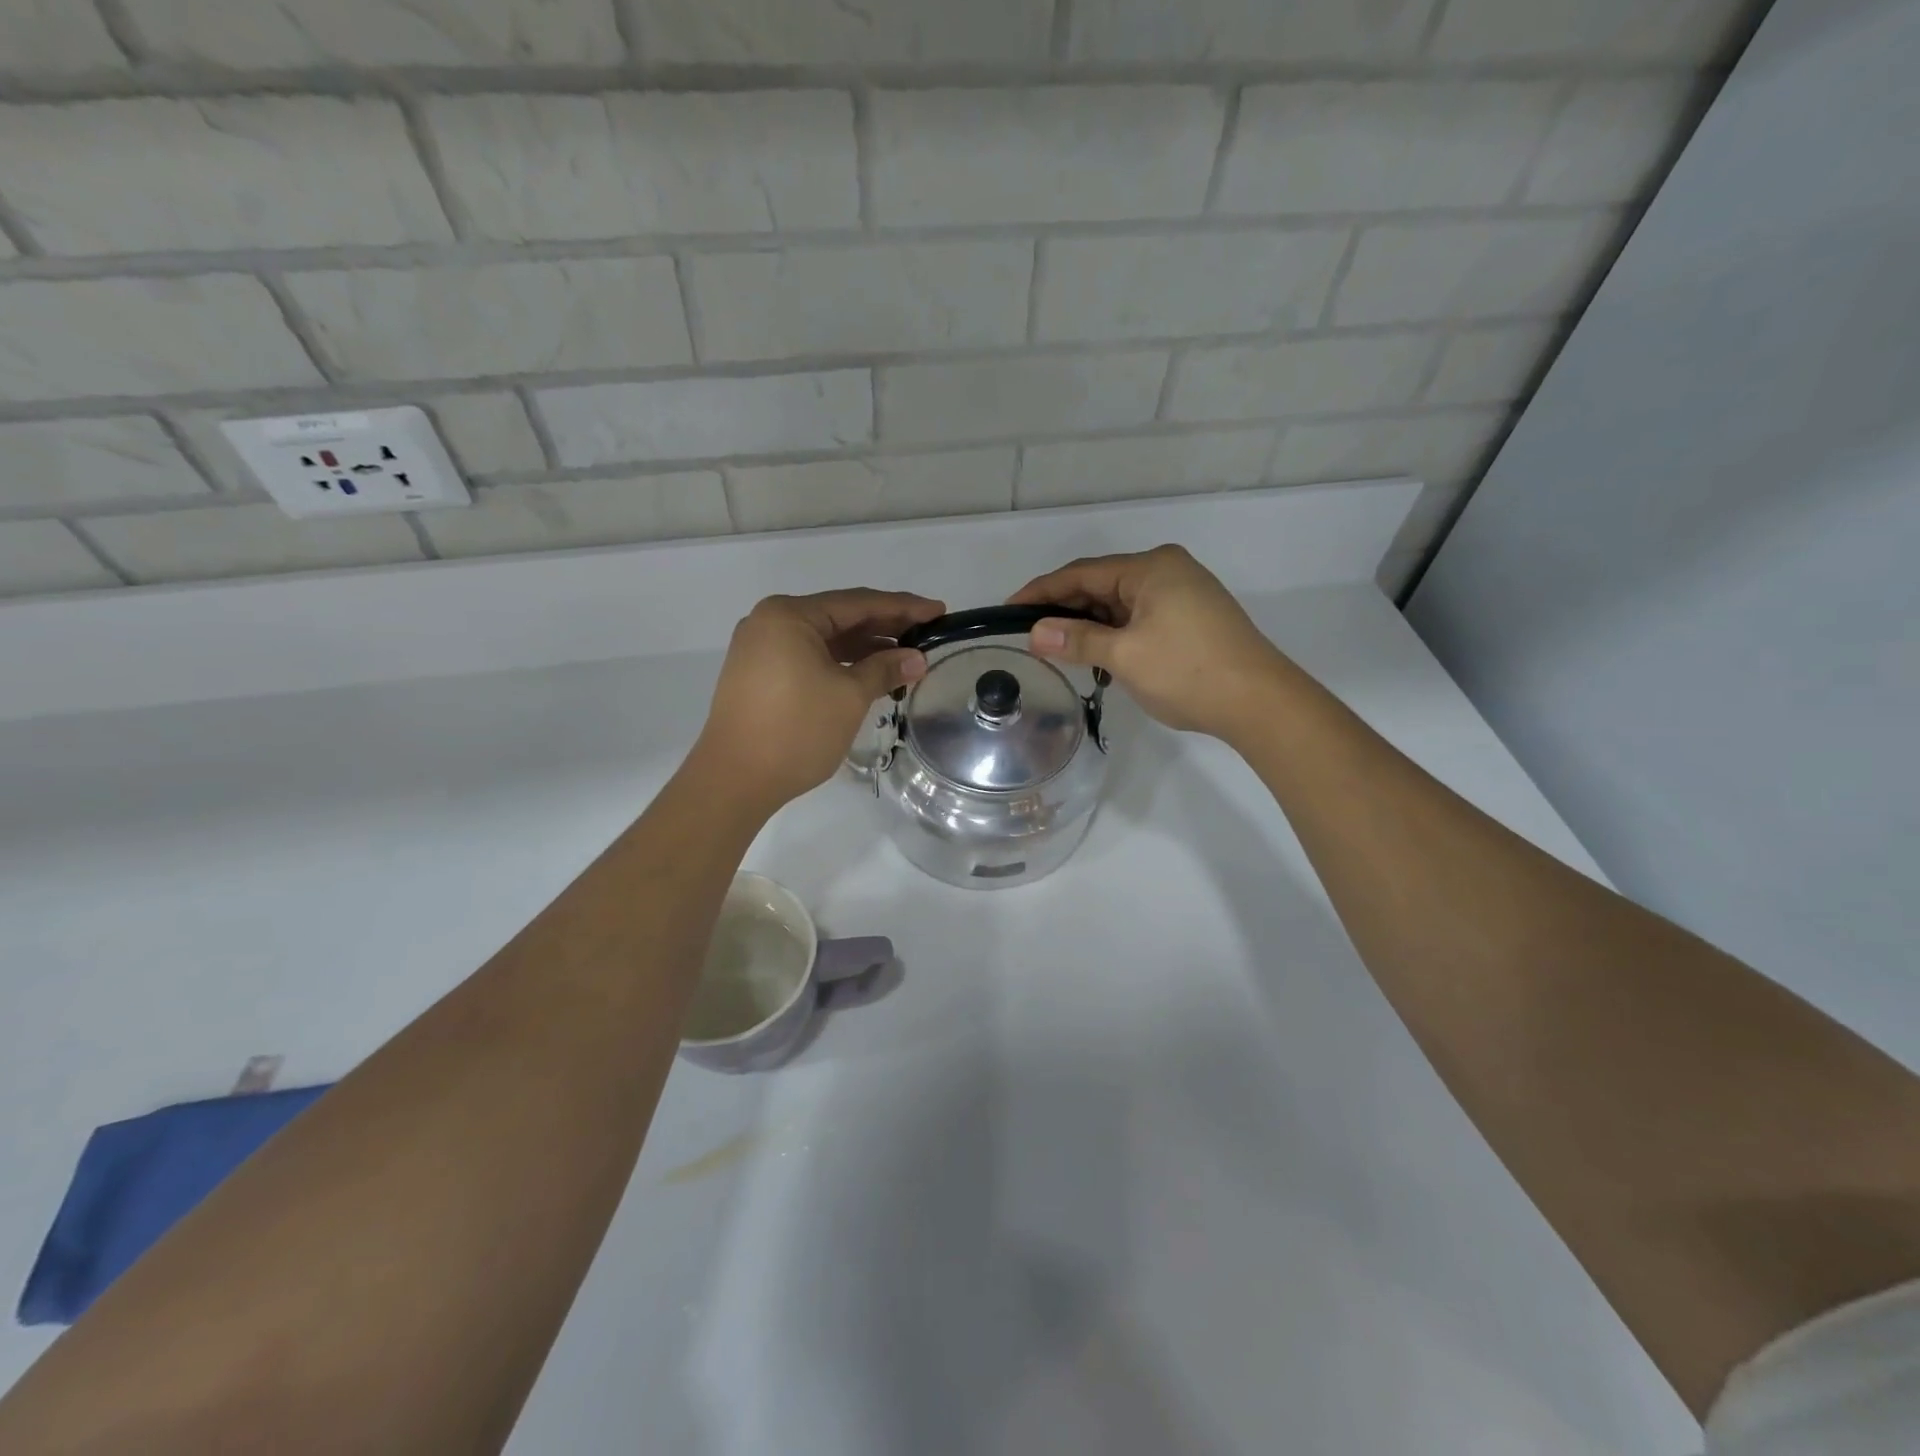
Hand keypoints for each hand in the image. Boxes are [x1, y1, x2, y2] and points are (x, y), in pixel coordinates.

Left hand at [694, 589, 945, 813]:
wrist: (733, 780)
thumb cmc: (795, 731)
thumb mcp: (848, 696)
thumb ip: (884, 669)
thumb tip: (917, 658)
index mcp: (790, 615)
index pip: (858, 603)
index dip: (903, 607)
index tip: (939, 611)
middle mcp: (770, 622)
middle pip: (839, 617)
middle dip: (885, 626)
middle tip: (928, 632)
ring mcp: (760, 649)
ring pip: (824, 639)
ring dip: (864, 648)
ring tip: (905, 657)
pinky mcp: (758, 675)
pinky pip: (808, 657)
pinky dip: (840, 663)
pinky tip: (869, 673)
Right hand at [1008, 546, 1286, 739]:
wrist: (1260, 702)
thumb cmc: (1187, 672)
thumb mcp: (1125, 656)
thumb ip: (1077, 640)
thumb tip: (1035, 632)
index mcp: (1151, 567)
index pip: (1082, 573)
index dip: (1042, 591)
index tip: (1009, 608)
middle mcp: (1168, 570)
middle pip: (1102, 584)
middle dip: (1066, 610)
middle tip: (1032, 635)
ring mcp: (1184, 593)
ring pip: (1121, 603)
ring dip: (1092, 625)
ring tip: (1062, 650)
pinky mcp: (1193, 617)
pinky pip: (1141, 617)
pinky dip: (1116, 633)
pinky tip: (1101, 656)